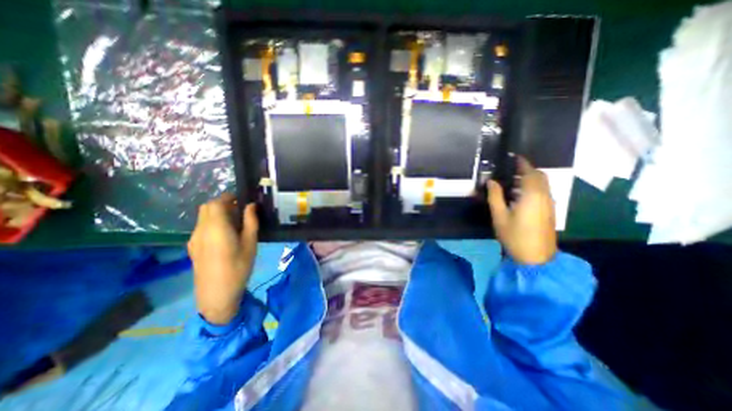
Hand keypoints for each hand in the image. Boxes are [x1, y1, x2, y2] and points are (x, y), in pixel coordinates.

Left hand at [187, 194, 257, 324]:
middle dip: (223, 204)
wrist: (216, 294)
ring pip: (203, 217)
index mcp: (216, 227)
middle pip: (207, 207)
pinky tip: (225, 235)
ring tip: (235, 223)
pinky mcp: (193, 247)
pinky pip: (202, 227)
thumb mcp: (250, 243)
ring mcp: (194, 239)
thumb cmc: (238, 267)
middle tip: (240, 211)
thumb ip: (251, 221)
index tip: (242, 200)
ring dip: (217, 213)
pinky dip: (212, 223)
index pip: (217, 202)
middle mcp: (201, 229)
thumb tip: (251, 205)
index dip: (229, 197)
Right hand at [489, 155, 558, 264]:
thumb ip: (495, 196)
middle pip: (540, 176)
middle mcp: (545, 196)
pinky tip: (521, 194)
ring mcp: (549, 204)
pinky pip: (544, 192)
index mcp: (532, 195)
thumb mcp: (499, 216)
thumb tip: (491, 181)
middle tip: (511, 169)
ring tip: (513, 180)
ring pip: (543, 184)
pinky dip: (534, 186)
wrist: (536, 257)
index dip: (522, 163)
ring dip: (531, 178)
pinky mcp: (550, 211)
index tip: (513, 157)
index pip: (530, 172)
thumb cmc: (514, 236)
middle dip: (527, 169)